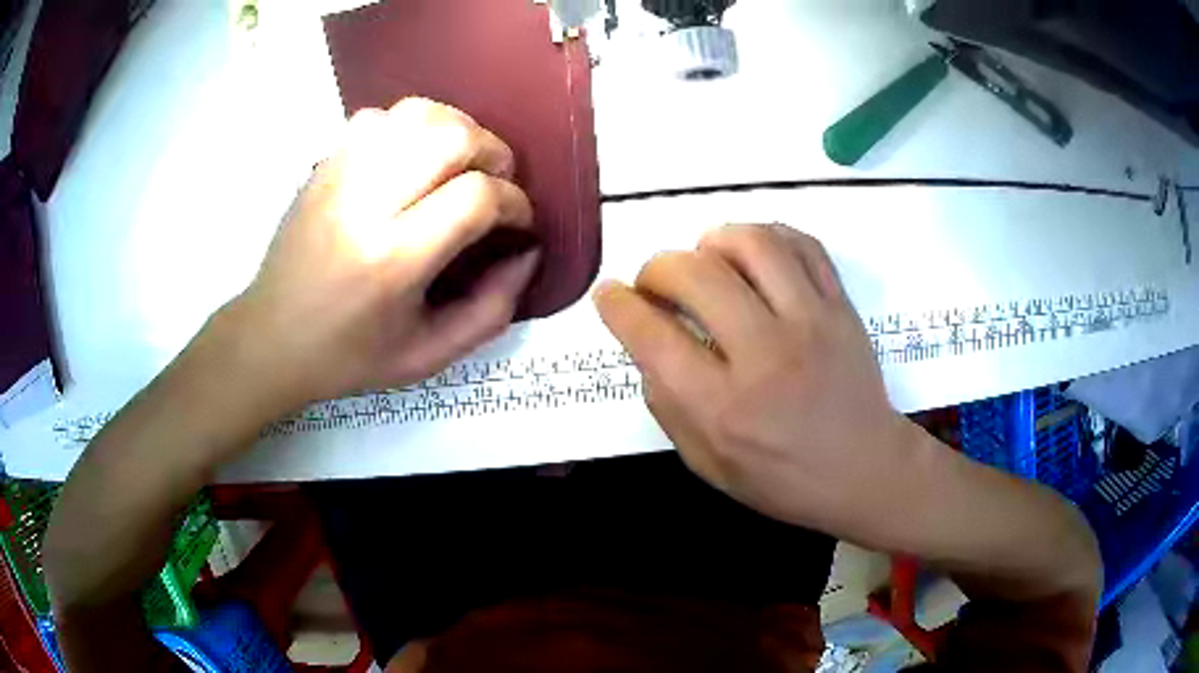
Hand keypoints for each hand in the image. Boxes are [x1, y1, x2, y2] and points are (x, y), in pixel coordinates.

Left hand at [220, 98, 539, 410]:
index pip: (476, 197)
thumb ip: (492, 309)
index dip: (515, 203)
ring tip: (460, 164)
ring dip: (456, 130)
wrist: (271, 337)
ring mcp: (339, 175)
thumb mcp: (429, 356)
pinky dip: (411, 128)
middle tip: (496, 184)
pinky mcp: (325, 164)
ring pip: (417, 114)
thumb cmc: (350, 355)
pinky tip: (412, 160)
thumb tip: (528, 251)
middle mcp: (365, 205)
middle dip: (493, 153)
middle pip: (452, 138)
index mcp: (393, 260)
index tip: (518, 222)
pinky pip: (380, 117)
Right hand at [594, 224, 920, 541]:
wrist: (865, 470)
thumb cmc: (782, 479)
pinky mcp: (840, 305)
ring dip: (712, 240)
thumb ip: (668, 405)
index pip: (652, 336)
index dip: (617, 305)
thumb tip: (647, 343)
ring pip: (752, 243)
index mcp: (723, 408)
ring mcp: (810, 322)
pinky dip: (767, 236)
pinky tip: (753, 256)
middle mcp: (765, 355)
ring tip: (705, 258)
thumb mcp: (707, 463)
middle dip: (657, 267)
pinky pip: (802, 244)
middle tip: (656, 283)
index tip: (609, 294)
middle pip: (695, 275)